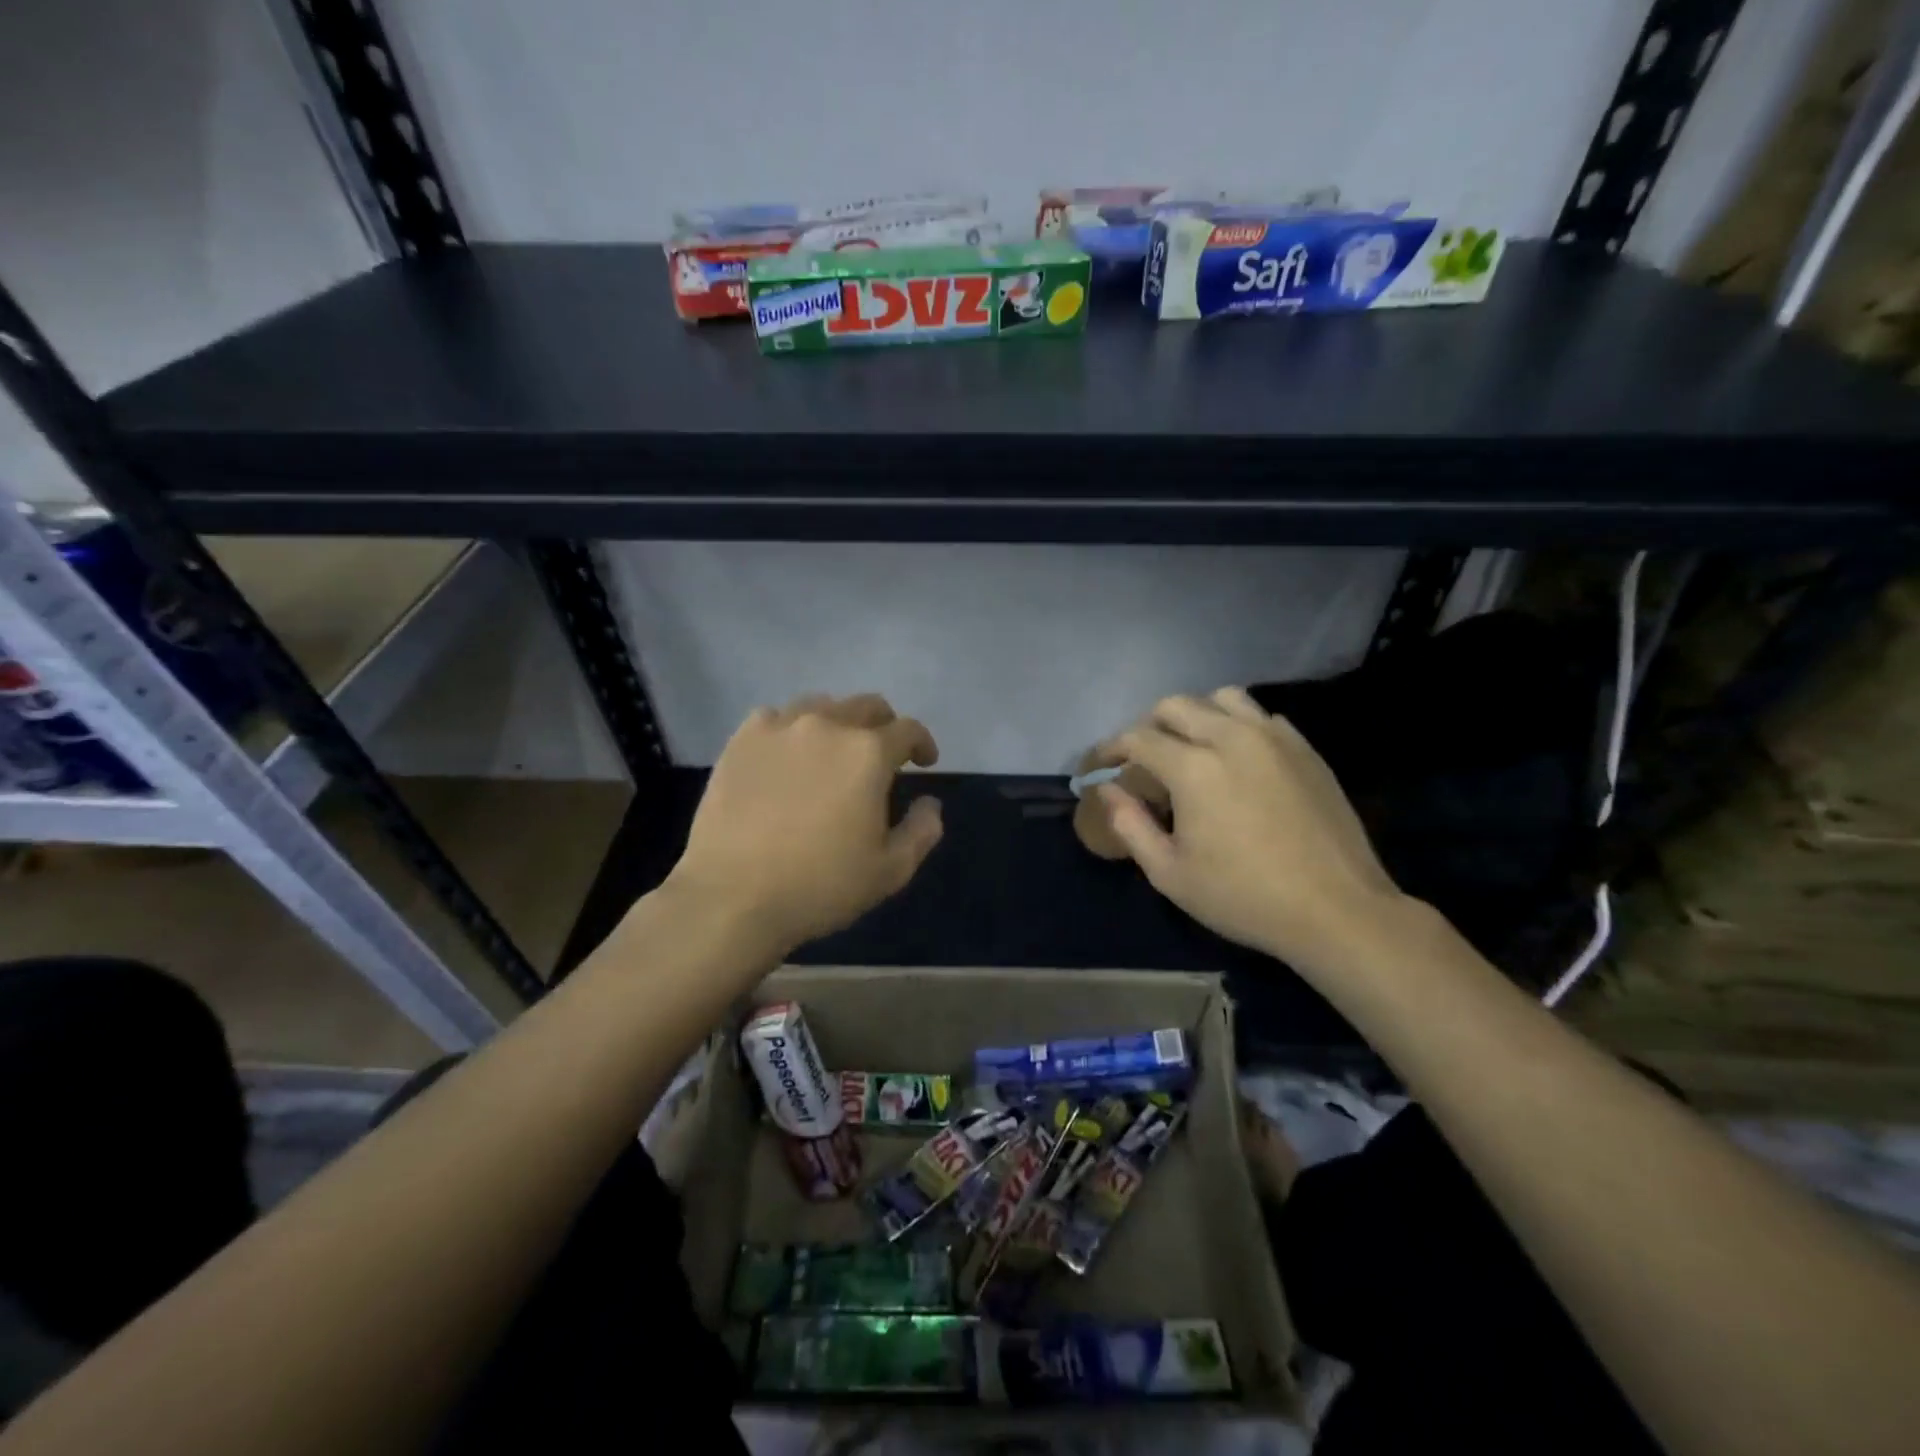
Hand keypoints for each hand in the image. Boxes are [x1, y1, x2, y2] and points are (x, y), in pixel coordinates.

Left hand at [668, 693, 942, 952]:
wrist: (732, 897)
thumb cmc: (820, 886)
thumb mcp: (890, 871)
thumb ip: (921, 831)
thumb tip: (929, 803)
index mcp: (868, 753)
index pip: (908, 730)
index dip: (923, 743)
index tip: (925, 762)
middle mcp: (827, 726)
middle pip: (866, 706)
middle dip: (884, 726)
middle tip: (883, 754)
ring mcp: (779, 728)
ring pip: (820, 705)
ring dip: (838, 722)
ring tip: (834, 750)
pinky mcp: (741, 740)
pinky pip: (775, 717)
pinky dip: (791, 728)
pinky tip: (787, 754)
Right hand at [1096, 688, 1404, 969]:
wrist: (1337, 909)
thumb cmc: (1244, 897)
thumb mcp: (1170, 873)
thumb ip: (1130, 825)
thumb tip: (1108, 791)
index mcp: (1194, 768)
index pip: (1137, 738)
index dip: (1109, 748)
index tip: (1098, 765)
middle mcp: (1231, 737)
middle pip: (1175, 705)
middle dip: (1147, 725)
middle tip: (1141, 759)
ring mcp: (1274, 738)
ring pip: (1222, 698)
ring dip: (1195, 715)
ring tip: (1190, 747)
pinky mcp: (1304, 749)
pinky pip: (1260, 717)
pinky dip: (1236, 726)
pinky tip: (1237, 759)